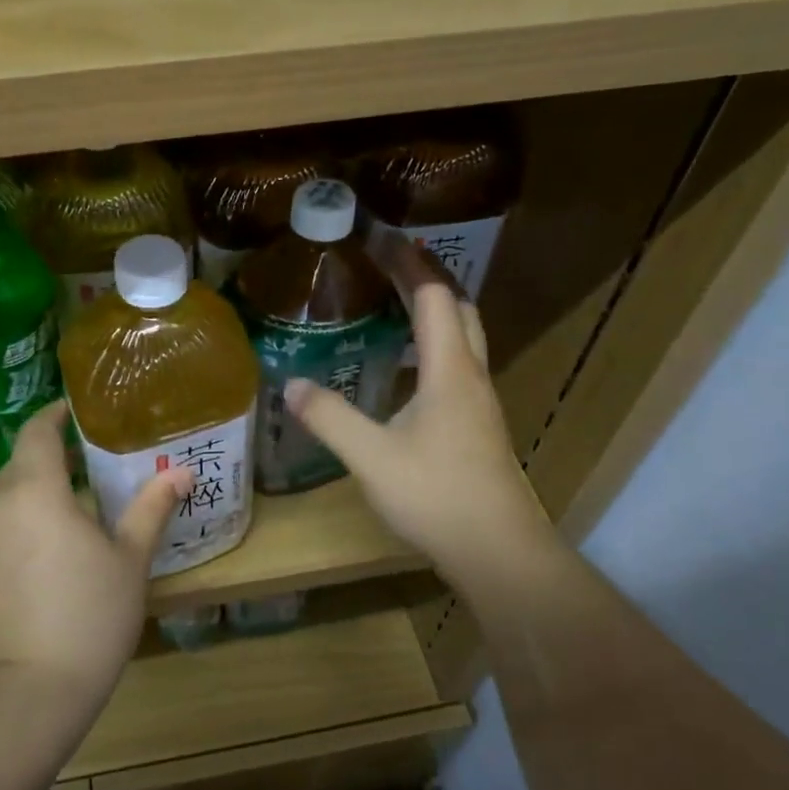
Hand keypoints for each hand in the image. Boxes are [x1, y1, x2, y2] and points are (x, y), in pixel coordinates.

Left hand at [0, 402, 191, 717]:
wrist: (28, 694)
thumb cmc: (89, 615)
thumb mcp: (129, 559)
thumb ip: (151, 508)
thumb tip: (182, 472)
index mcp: (33, 491)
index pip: (36, 432)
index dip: (54, 415)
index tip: (79, 411)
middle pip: (20, 463)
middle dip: (51, 455)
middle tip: (91, 459)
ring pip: (7, 497)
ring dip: (37, 490)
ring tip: (76, 502)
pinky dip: (23, 521)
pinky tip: (52, 546)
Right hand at [285, 284, 548, 581]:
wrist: (497, 550)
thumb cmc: (437, 496)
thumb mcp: (371, 457)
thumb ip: (330, 418)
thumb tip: (291, 384)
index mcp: (449, 371)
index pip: (434, 297)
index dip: (409, 263)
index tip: (380, 239)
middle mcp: (471, 376)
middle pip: (459, 309)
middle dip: (428, 278)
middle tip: (389, 263)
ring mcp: (479, 402)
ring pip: (463, 338)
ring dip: (436, 311)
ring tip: (395, 303)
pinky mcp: (477, 426)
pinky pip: (458, 366)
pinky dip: (435, 346)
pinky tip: (407, 368)